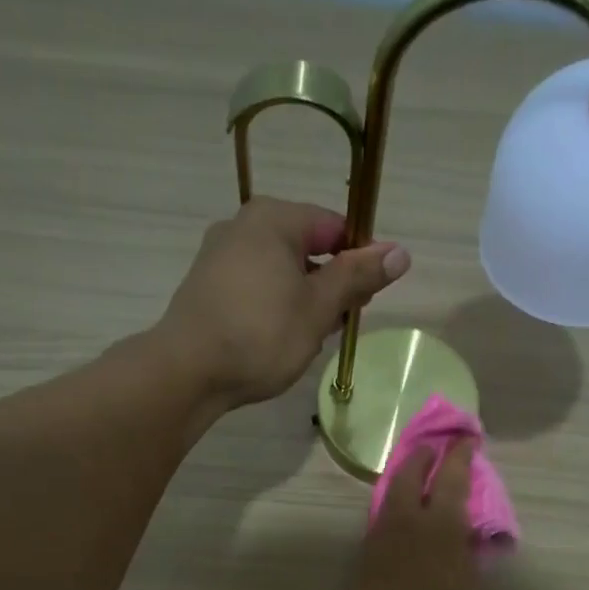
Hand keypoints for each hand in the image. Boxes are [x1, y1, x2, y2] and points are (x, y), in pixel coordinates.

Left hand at [157, 198, 409, 408]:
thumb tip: (400, 252)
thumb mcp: (318, 307)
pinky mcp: (207, 288)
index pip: (334, 226)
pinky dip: (276, 309)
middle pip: (307, 248)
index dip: (360, 260)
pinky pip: (256, 289)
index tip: (368, 298)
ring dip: (305, 302)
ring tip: (311, 340)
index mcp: (273, 218)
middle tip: (340, 325)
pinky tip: (279, 341)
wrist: (188, 371)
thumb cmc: (261, 334)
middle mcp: (243, 226)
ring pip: (281, 272)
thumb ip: (358, 276)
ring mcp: (220, 257)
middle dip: (330, 285)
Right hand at [356, 443, 490, 589]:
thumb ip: (377, 545)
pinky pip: (466, 527)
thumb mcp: (366, 578)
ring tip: (462, 473)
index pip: (410, 477)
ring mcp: (457, 543)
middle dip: (457, 457)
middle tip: (465, 439)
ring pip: (463, 502)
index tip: (426, 444)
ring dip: (464, 483)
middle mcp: (434, 523)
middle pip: (451, 480)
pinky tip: (457, 518)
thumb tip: (387, 527)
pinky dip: (463, 514)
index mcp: (400, 521)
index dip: (419, 457)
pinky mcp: (471, 565)